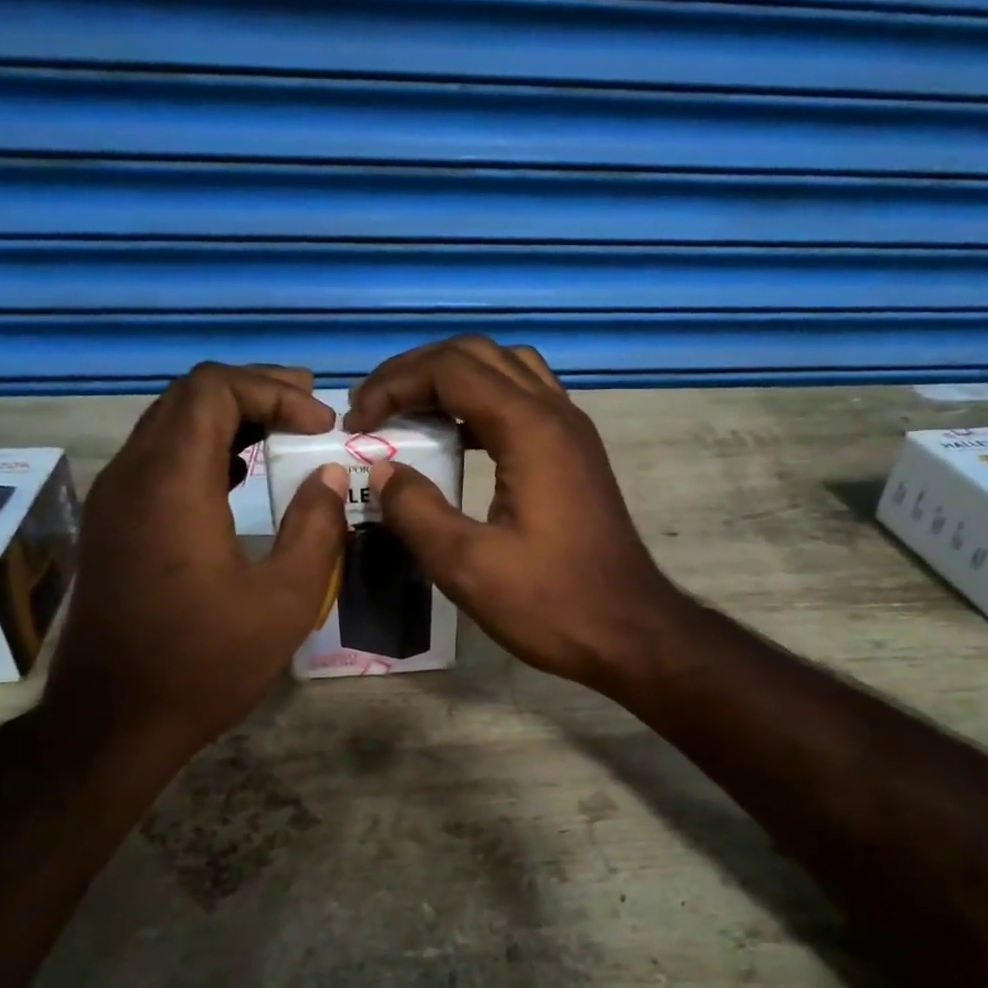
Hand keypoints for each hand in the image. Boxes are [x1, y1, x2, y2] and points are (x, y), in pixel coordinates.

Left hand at [45, 364, 348, 757]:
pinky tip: (240, 476)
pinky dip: (203, 449)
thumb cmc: (205, 663)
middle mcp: (132, 475)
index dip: (274, 390)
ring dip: (228, 418)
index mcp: (172, 482)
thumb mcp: (285, 600)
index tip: (321, 423)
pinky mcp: (112, 525)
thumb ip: (316, 527)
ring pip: (169, 424)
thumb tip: (327, 476)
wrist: (113, 722)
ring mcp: (114, 499)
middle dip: (254, 392)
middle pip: (189, 397)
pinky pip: (157, 459)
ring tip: (282, 432)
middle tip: (309, 409)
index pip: (214, 389)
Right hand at [347, 337, 681, 689]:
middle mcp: (556, 413)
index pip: (450, 369)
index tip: (357, 423)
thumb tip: (383, 471)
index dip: (394, 385)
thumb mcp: (469, 566)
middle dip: (417, 371)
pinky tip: (456, 441)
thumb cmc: (552, 603)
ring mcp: (572, 432)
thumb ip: (417, 511)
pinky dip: (481, 403)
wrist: (630, 632)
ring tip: (410, 415)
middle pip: (478, 355)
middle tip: (375, 409)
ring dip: (452, 380)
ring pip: (506, 370)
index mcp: (531, 429)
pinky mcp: (575, 454)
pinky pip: (524, 401)